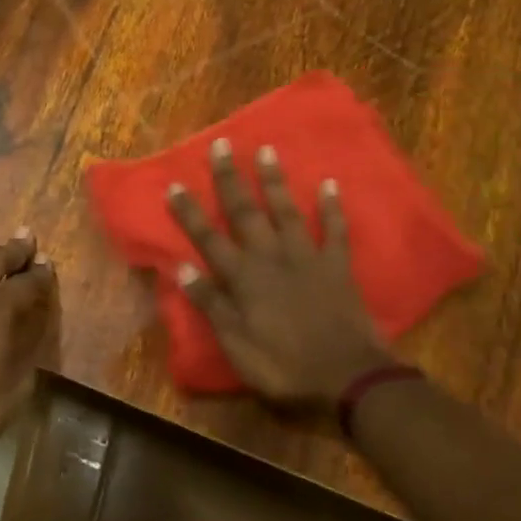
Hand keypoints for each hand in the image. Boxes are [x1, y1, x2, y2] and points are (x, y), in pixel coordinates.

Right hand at [165, 139, 388, 406]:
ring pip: (286, 211)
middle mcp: (270, 257)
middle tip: (222, 144)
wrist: (347, 377)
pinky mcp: (337, 265)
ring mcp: (306, 257)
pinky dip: (332, 207)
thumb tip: (182, 268)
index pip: (208, 238)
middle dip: (230, 178)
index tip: (174, 184)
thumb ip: (211, 304)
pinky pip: (335, 230)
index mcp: (243, 277)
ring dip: (275, 181)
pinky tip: (330, 183)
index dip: (190, 212)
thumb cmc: (284, 365)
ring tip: (266, 150)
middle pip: (245, 212)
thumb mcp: (236, 344)